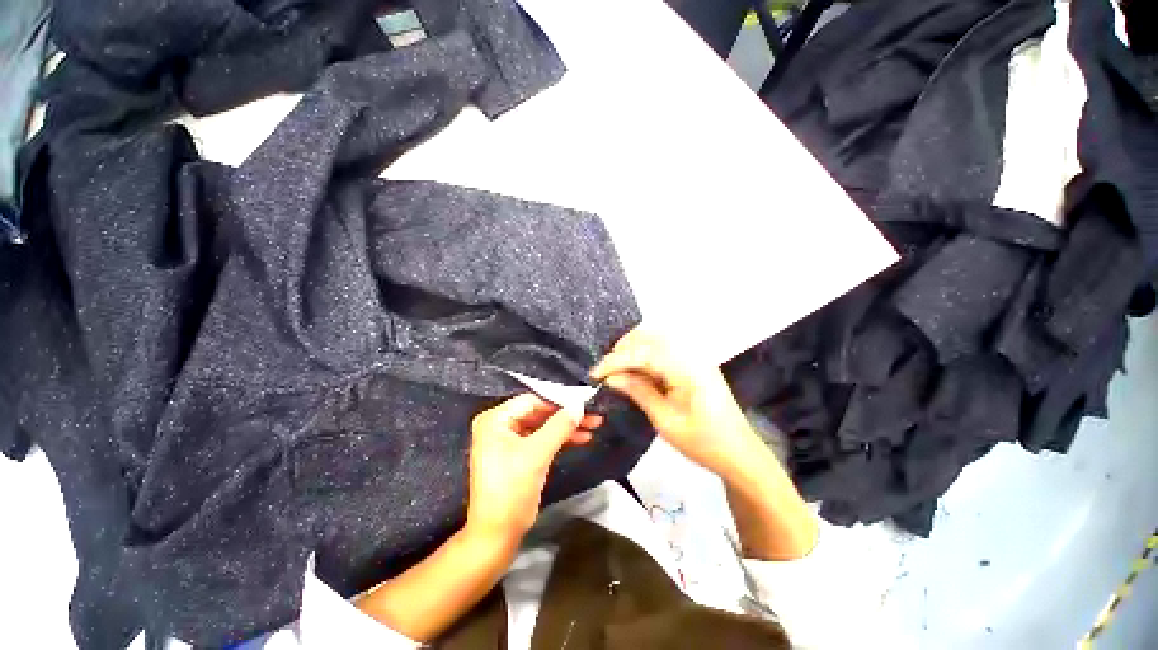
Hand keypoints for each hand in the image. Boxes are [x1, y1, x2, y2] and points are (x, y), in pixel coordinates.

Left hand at [466, 394, 602, 542]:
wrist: (497, 536)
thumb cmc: (511, 490)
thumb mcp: (537, 454)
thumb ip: (559, 426)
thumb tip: (579, 405)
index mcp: (495, 419)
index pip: (532, 401)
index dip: (559, 400)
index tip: (584, 401)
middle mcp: (499, 425)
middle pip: (539, 413)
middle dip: (566, 416)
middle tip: (593, 415)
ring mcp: (508, 440)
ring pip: (543, 426)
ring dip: (566, 427)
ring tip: (593, 426)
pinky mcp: (518, 454)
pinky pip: (541, 439)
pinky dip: (560, 439)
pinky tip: (581, 438)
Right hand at [590, 327, 753, 476]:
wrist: (739, 452)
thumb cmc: (703, 442)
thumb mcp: (665, 420)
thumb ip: (638, 391)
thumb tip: (611, 377)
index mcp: (686, 367)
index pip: (642, 353)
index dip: (615, 361)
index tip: (595, 374)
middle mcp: (691, 354)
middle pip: (650, 335)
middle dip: (624, 348)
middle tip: (607, 370)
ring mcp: (694, 356)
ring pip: (657, 339)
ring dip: (634, 348)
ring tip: (618, 369)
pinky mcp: (694, 363)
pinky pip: (665, 349)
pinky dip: (646, 355)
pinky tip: (637, 370)